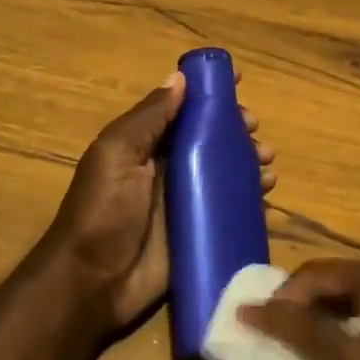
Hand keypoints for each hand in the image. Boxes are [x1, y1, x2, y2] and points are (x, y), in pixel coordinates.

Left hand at [40, 71, 275, 335]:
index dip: (209, 93)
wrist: (93, 283)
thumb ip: (149, 117)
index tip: (238, 80)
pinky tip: (266, 193)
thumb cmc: (103, 210)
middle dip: (237, 128)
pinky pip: (230, 208)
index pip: (183, 109)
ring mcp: (186, 201)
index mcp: (146, 144)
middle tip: (253, 130)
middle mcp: (168, 168)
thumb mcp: (117, 154)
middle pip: (211, 138)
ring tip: (266, 163)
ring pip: (226, 171)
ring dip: (249, 160)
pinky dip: (251, 197)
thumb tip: (179, 77)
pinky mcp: (199, 232)